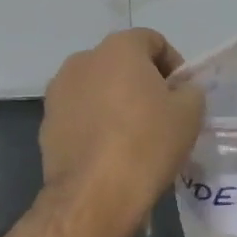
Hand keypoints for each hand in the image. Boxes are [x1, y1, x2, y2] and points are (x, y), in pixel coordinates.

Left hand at [41, 29, 205, 232]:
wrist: (94, 195)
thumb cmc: (147, 144)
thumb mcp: (190, 113)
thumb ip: (190, 91)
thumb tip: (180, 91)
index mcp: (118, 48)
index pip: (152, 41)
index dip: (173, 65)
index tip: (182, 94)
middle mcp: (82, 60)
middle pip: (121, 63)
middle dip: (141, 82)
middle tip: (161, 115)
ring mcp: (58, 92)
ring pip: (97, 88)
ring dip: (115, 102)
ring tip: (133, 135)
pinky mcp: (46, 123)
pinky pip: (80, 114)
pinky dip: (95, 124)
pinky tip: (109, 152)